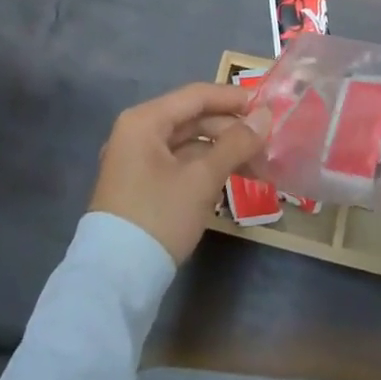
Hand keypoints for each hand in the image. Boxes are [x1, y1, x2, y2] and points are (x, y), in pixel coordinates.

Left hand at [90, 82, 271, 264]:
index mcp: (145, 120)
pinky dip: (205, 167)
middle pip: (192, 119)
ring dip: (221, 151)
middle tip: (265, 142)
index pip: (196, 95)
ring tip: (256, 165)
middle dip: (230, 130)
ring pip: (188, 143)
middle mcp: (137, 133)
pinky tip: (231, 178)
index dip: (233, 98)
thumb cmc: (159, 217)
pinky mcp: (140, 186)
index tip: (266, 106)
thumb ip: (236, 143)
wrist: (114, 284)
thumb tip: (265, 116)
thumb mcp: (202, 179)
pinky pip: (179, 163)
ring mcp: (136, 161)